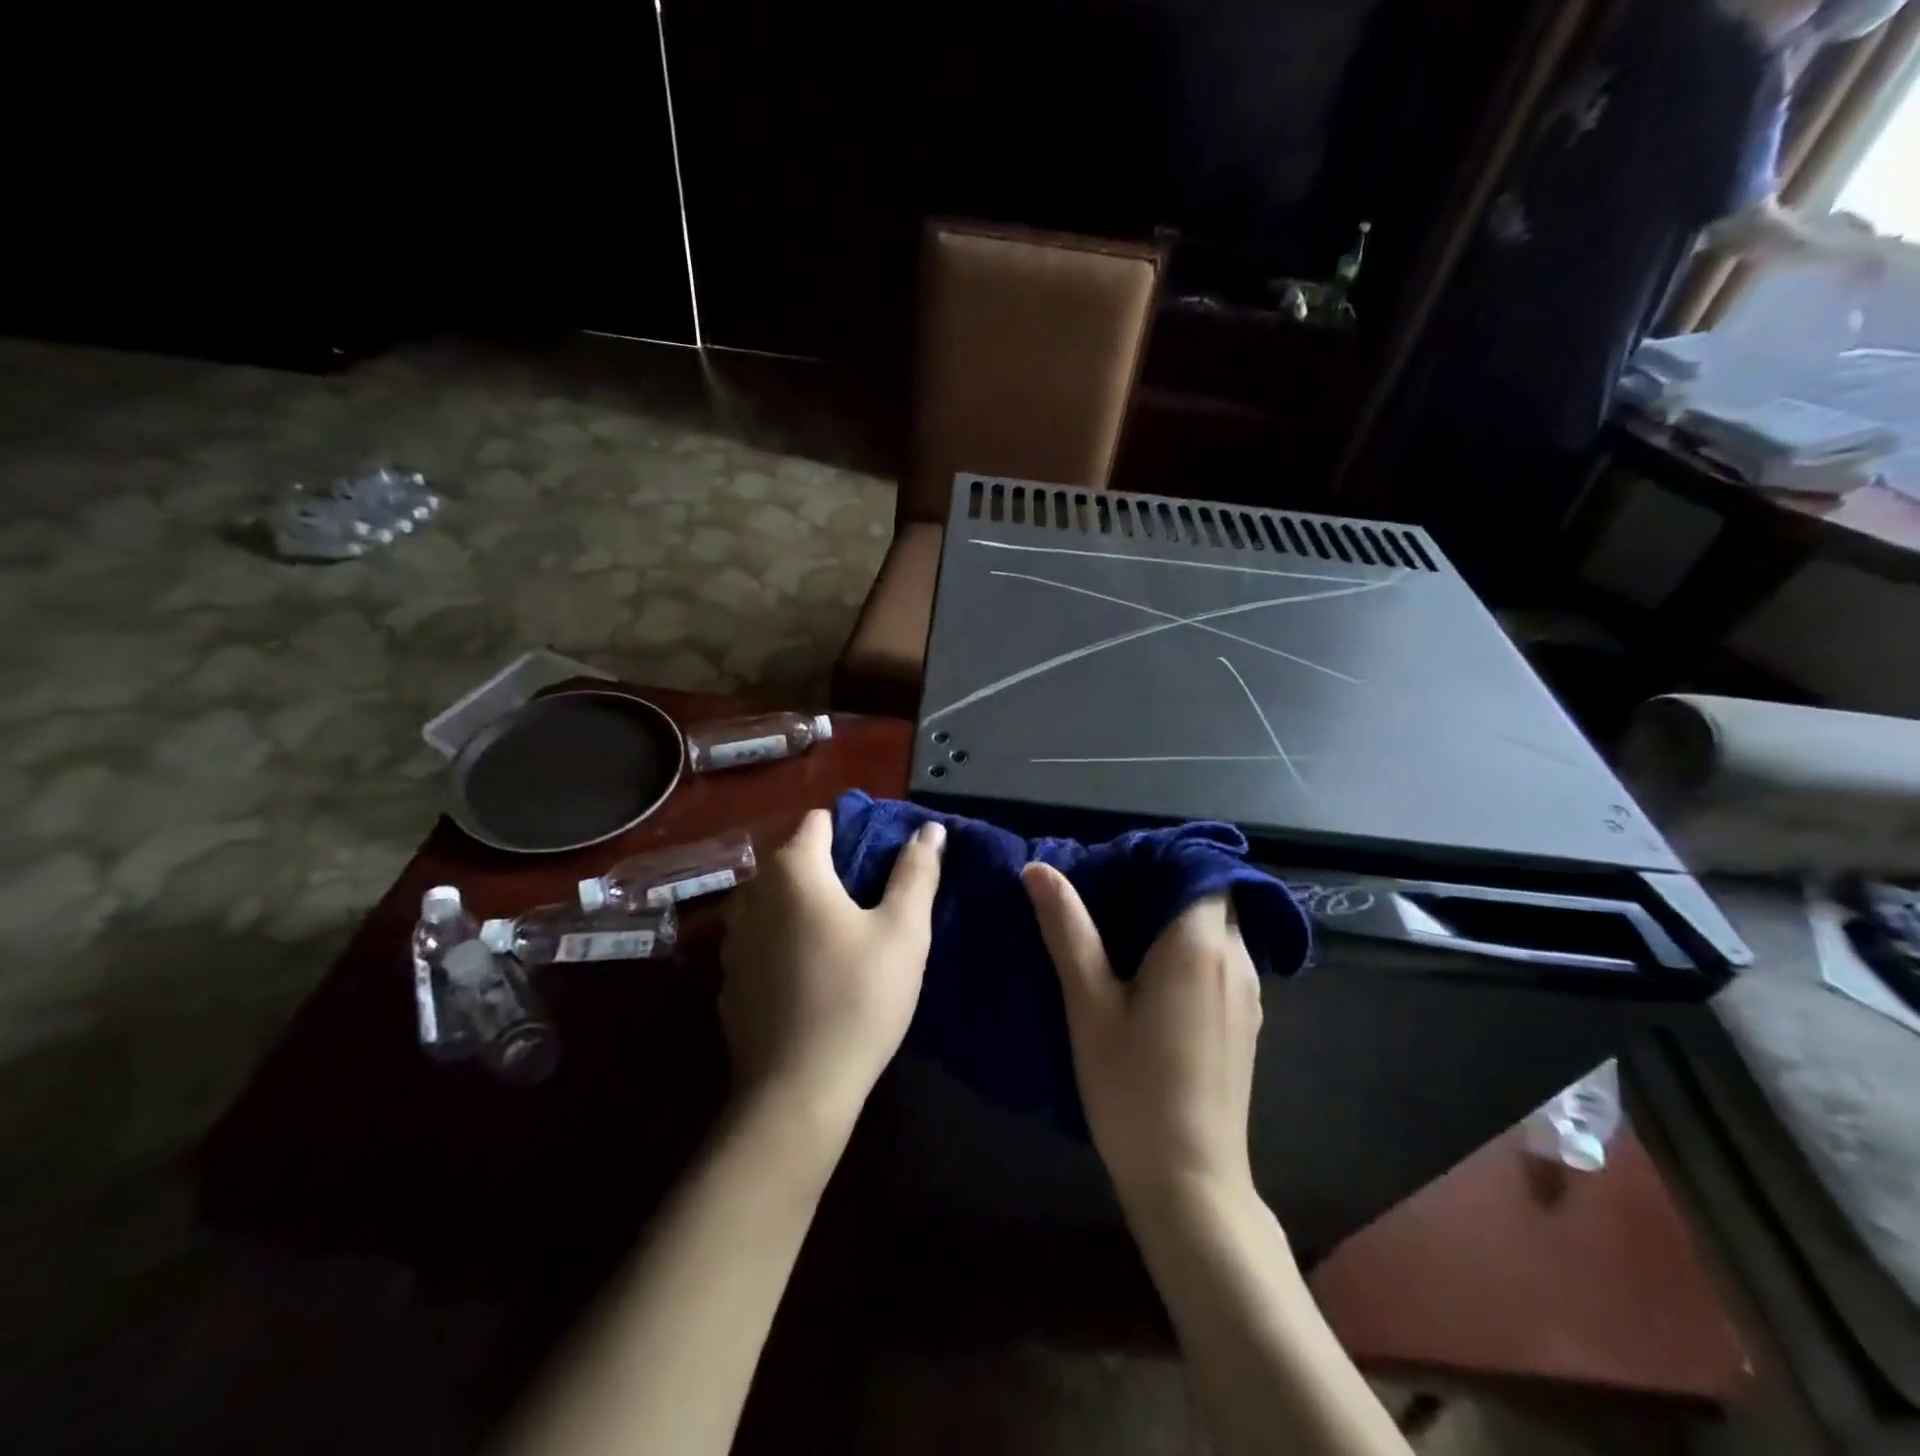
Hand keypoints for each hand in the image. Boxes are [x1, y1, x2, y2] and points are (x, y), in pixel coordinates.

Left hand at [719, 810, 944, 1133]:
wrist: (796, 1092)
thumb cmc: (858, 998)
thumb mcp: (904, 932)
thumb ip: (917, 872)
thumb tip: (930, 829)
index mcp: (793, 871)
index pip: (819, 822)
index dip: (853, 831)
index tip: (881, 862)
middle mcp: (751, 893)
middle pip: (795, 860)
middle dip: (830, 870)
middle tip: (871, 904)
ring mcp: (732, 938)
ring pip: (774, 901)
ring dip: (803, 906)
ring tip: (841, 939)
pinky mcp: (728, 979)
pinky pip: (760, 940)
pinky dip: (783, 942)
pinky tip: (810, 977)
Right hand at [1023, 865, 1261, 1206]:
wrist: (1190, 1183)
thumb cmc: (1133, 1088)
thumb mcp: (1089, 1004)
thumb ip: (1067, 930)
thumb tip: (1039, 869)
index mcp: (1199, 945)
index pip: (1202, 870)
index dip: (1165, 859)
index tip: (1121, 866)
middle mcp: (1236, 960)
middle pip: (1214, 896)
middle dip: (1168, 886)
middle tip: (1113, 895)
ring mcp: (1249, 994)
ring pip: (1221, 930)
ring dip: (1181, 919)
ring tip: (1125, 931)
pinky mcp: (1246, 1022)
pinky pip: (1224, 961)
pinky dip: (1193, 950)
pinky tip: (1152, 977)